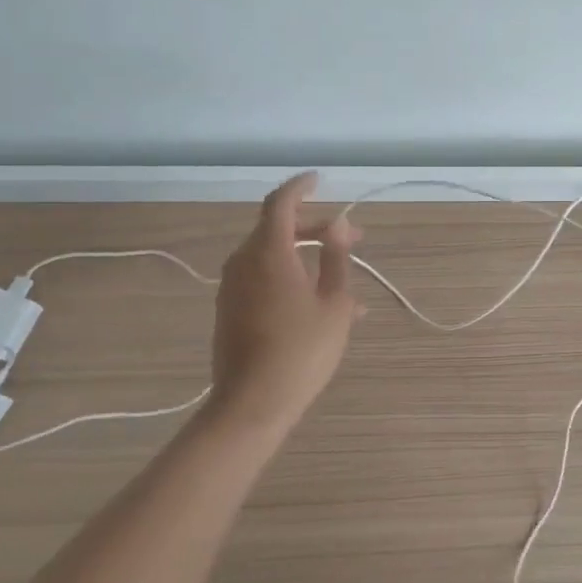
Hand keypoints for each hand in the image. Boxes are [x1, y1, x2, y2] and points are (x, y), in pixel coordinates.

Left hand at [209, 172, 362, 433]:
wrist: (253, 402)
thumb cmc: (302, 350)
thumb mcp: (334, 303)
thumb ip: (336, 258)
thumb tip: (337, 225)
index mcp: (268, 252)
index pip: (281, 203)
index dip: (301, 187)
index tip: (319, 180)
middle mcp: (243, 262)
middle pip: (277, 229)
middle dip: (315, 227)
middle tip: (351, 238)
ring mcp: (232, 287)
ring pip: (271, 256)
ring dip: (305, 256)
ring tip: (343, 278)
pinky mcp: (230, 310)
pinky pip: (263, 280)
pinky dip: (291, 278)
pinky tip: (320, 305)